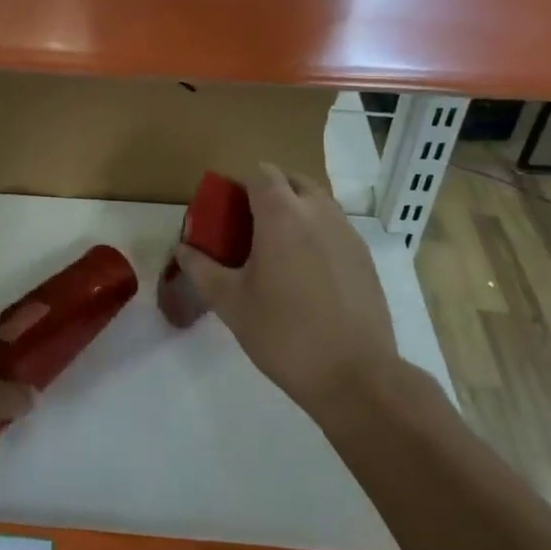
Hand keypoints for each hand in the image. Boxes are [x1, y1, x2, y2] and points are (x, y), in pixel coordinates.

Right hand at [174, 163, 399, 417]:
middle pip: (293, 181)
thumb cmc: (283, 334)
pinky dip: (317, 234)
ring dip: (296, 211)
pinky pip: (336, 228)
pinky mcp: (366, 257)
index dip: (241, 186)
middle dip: (270, 193)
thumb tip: (184, 248)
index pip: (261, 174)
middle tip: (250, 228)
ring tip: (278, 251)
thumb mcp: (230, 303)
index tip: (227, 212)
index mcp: (282, 215)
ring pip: (318, 203)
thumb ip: (202, 269)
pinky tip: (307, 275)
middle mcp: (319, 212)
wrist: (354, 375)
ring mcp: (348, 233)